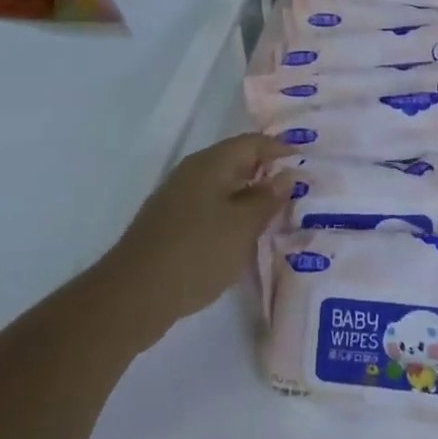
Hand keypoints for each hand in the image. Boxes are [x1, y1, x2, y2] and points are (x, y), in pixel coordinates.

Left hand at [105, 134, 294, 346]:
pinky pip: (208, 207)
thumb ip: (267, 198)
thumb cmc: (197, 252)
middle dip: (265, 172)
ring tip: (274, 214)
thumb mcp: (243, 226)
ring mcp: (176, 199)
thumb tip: (286, 175)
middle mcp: (192, 173)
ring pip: (221, 186)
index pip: (251, 142)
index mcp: (210, 164)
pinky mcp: (168, 224)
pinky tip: (241, 236)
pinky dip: (230, 214)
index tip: (304, 160)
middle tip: (295, 188)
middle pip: (235, 161)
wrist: (132, 296)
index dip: (279, 148)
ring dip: (248, 196)